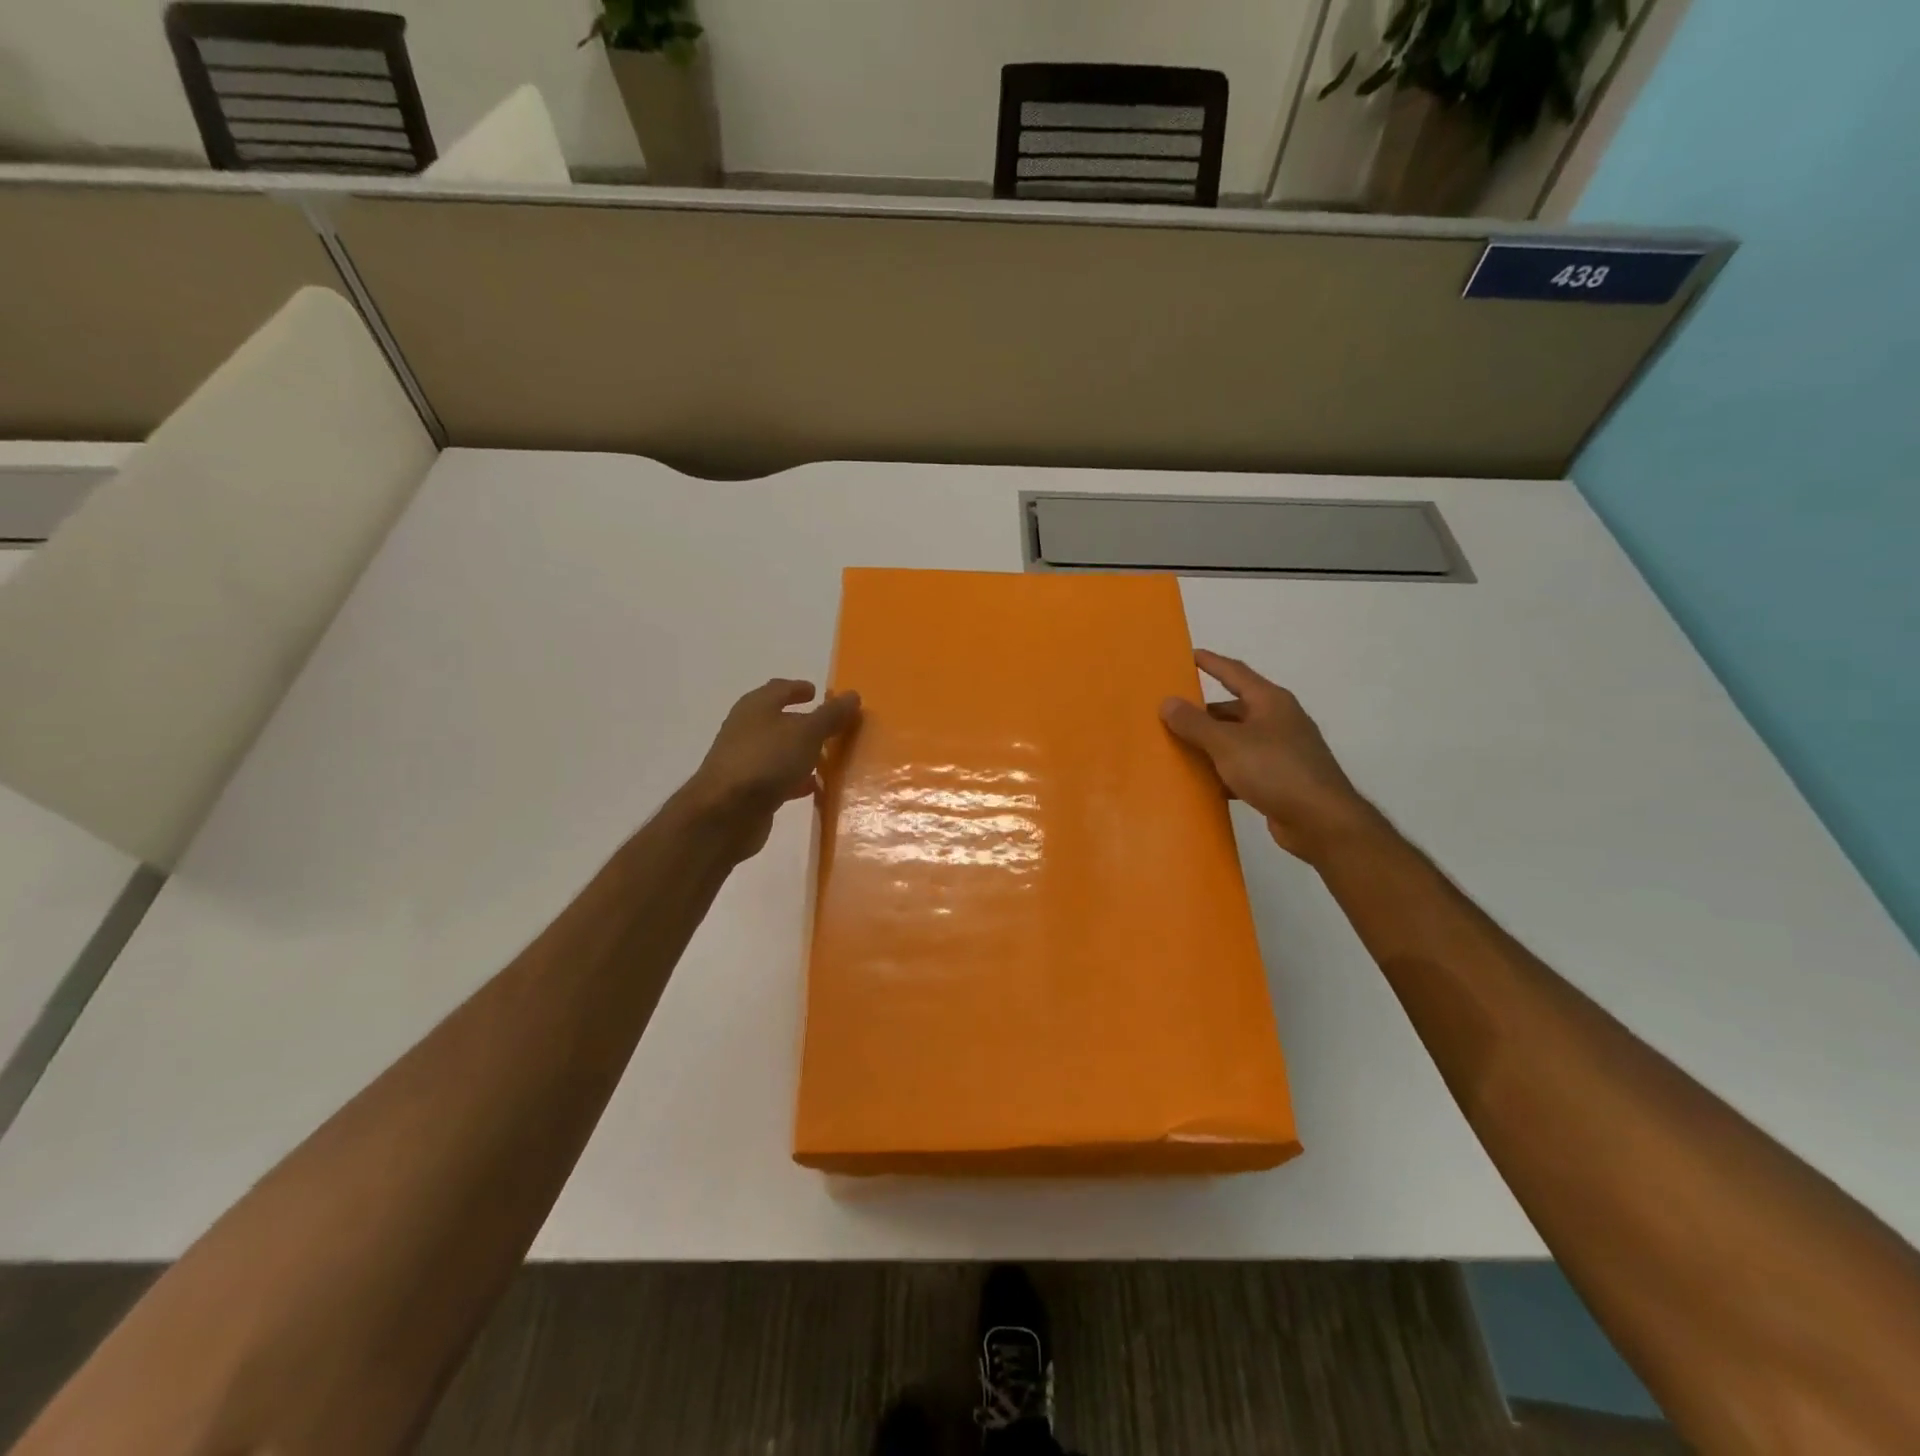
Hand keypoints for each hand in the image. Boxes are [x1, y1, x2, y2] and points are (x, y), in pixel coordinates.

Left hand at [685, 679, 861, 858]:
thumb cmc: (767, 761)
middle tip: (832, 728)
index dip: (799, 689)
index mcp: (756, 707)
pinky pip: (778, 779)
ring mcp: (746, 762)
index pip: (779, 689)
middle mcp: (747, 730)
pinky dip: (796, 780)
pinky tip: (814, 789)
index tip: (818, 692)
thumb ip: (831, 715)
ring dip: (802, 754)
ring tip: (829, 759)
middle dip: (805, 724)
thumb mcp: (807, 733)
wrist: (725, 813)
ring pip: (780, 752)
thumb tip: (853, 695)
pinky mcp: (748, 791)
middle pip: (780, 721)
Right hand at [1160, 650, 1379, 864]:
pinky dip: (1222, 771)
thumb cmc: (1276, 771)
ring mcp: (1281, 751)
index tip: (1188, 655)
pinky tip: (1202, 782)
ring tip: (1176, 748)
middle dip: (1203, 712)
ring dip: (1210, 744)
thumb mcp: (1228, 744)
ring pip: (1236, 740)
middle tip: (1170, 714)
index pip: (1235, 672)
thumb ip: (1195, 723)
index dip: (1211, 663)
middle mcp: (1278, 720)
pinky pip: (1243, 767)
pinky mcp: (1280, 780)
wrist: (1322, 822)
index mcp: (1270, 702)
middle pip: (1233, 708)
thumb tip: (1167, 702)